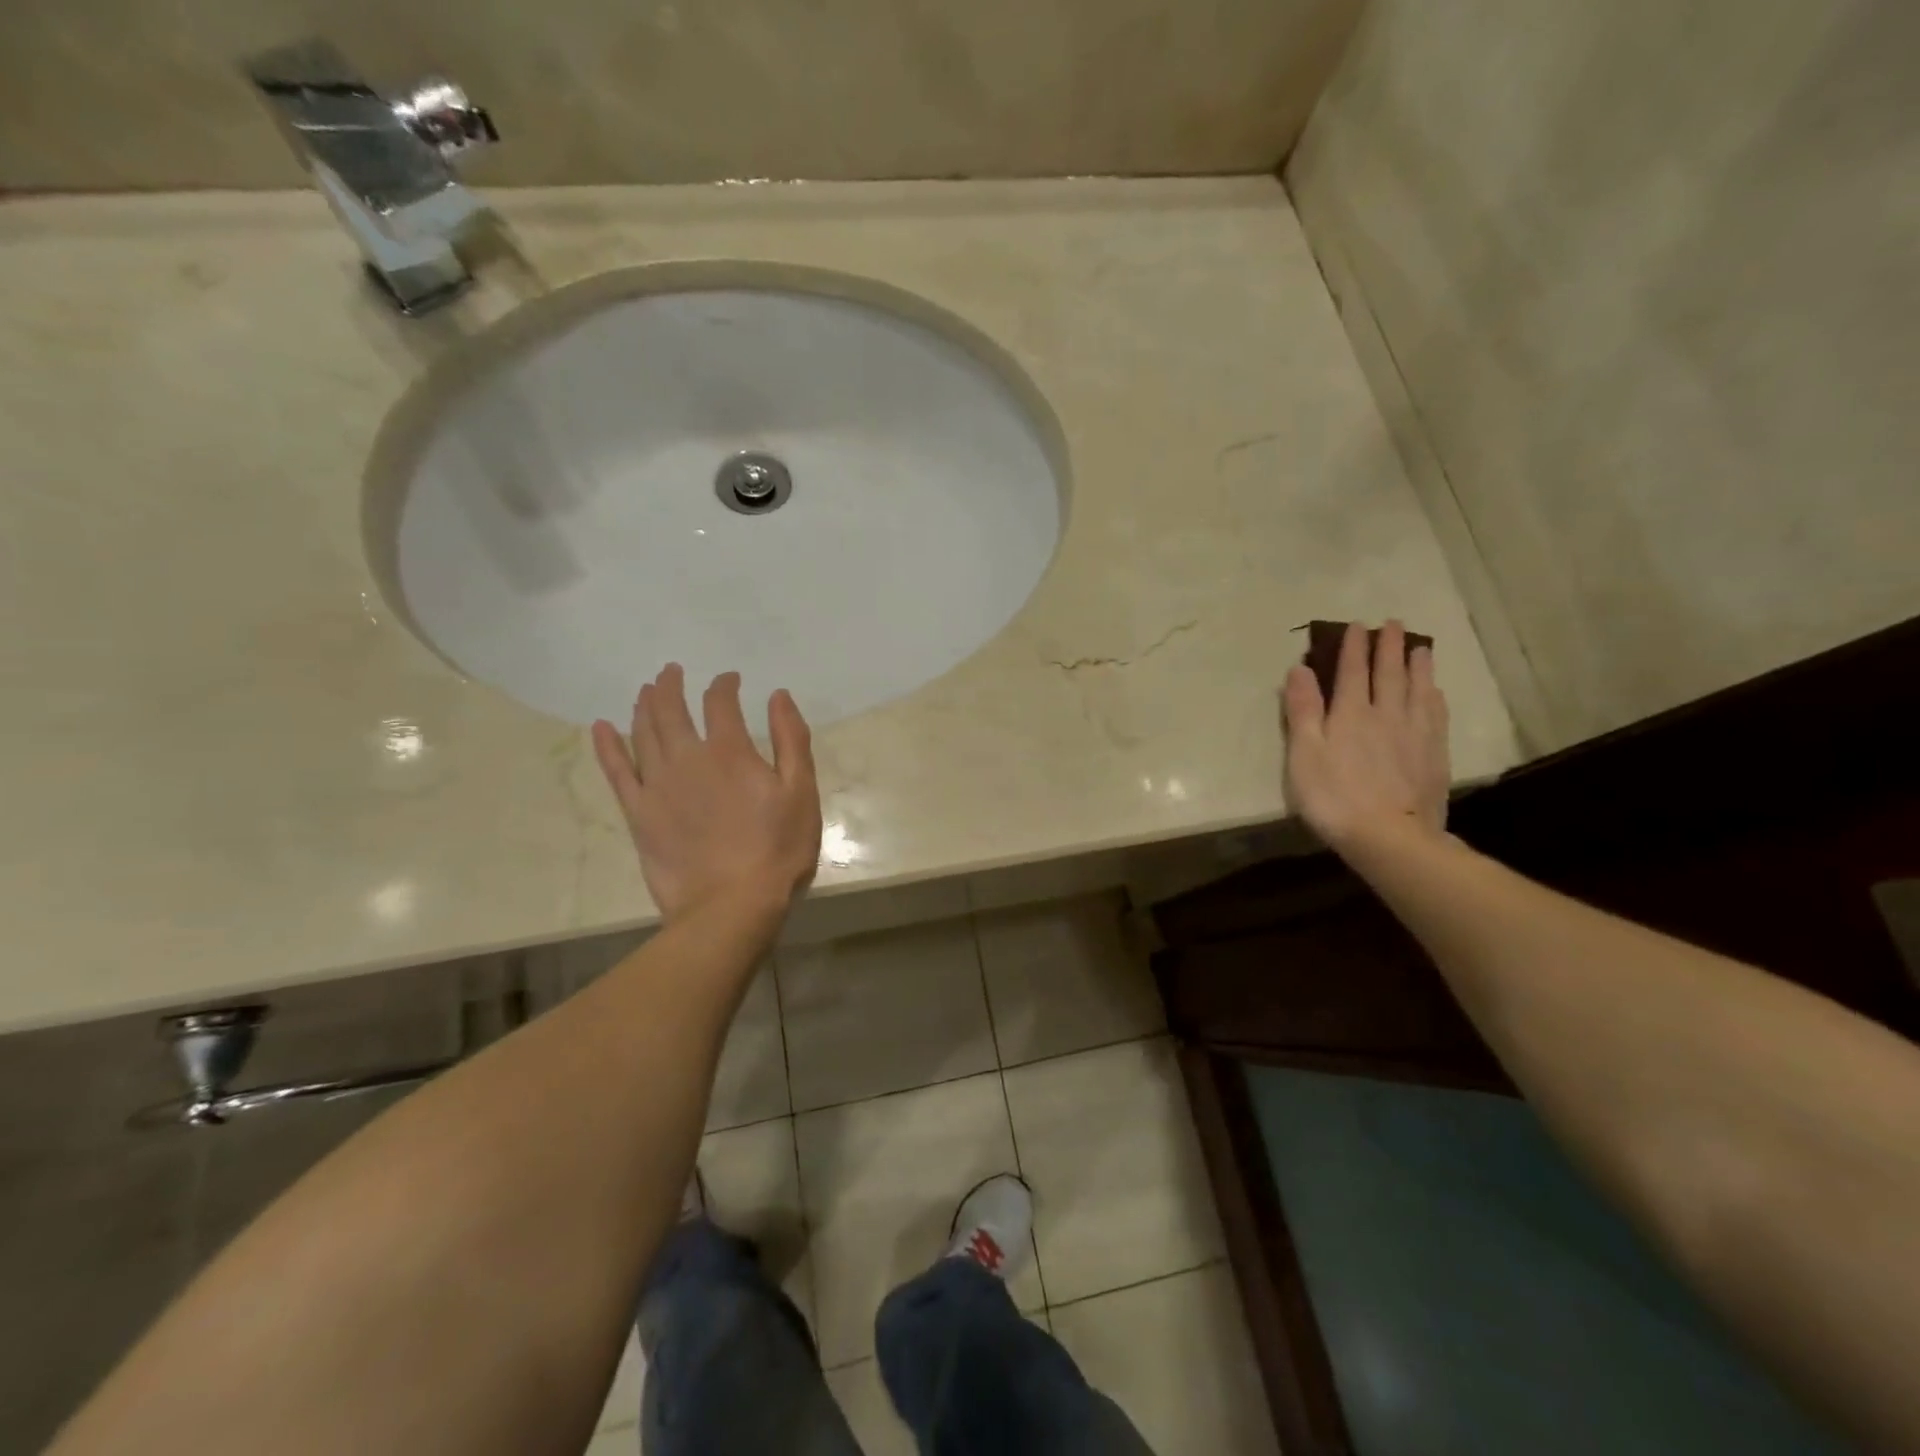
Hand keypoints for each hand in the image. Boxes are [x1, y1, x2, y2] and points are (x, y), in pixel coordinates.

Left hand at [590, 665, 822, 922]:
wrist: (732, 906)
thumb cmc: (778, 850)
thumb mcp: (802, 792)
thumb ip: (791, 739)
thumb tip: (777, 696)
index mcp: (730, 751)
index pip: (720, 702)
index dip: (724, 684)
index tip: (729, 679)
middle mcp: (688, 759)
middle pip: (670, 709)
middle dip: (670, 685)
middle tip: (671, 672)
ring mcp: (657, 786)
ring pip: (642, 733)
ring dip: (643, 706)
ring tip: (646, 691)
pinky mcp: (639, 814)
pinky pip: (616, 771)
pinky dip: (606, 746)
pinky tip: (601, 728)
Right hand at [1282, 620, 1450, 852]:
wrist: (1390, 837)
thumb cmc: (1334, 797)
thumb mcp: (1303, 754)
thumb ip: (1303, 710)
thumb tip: (1300, 669)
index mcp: (1351, 713)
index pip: (1353, 671)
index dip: (1354, 647)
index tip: (1358, 625)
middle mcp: (1386, 714)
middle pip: (1390, 673)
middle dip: (1389, 647)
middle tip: (1393, 623)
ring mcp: (1415, 734)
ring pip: (1418, 690)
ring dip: (1418, 666)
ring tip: (1420, 647)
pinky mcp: (1434, 756)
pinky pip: (1436, 715)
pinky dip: (1434, 697)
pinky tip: (1435, 692)